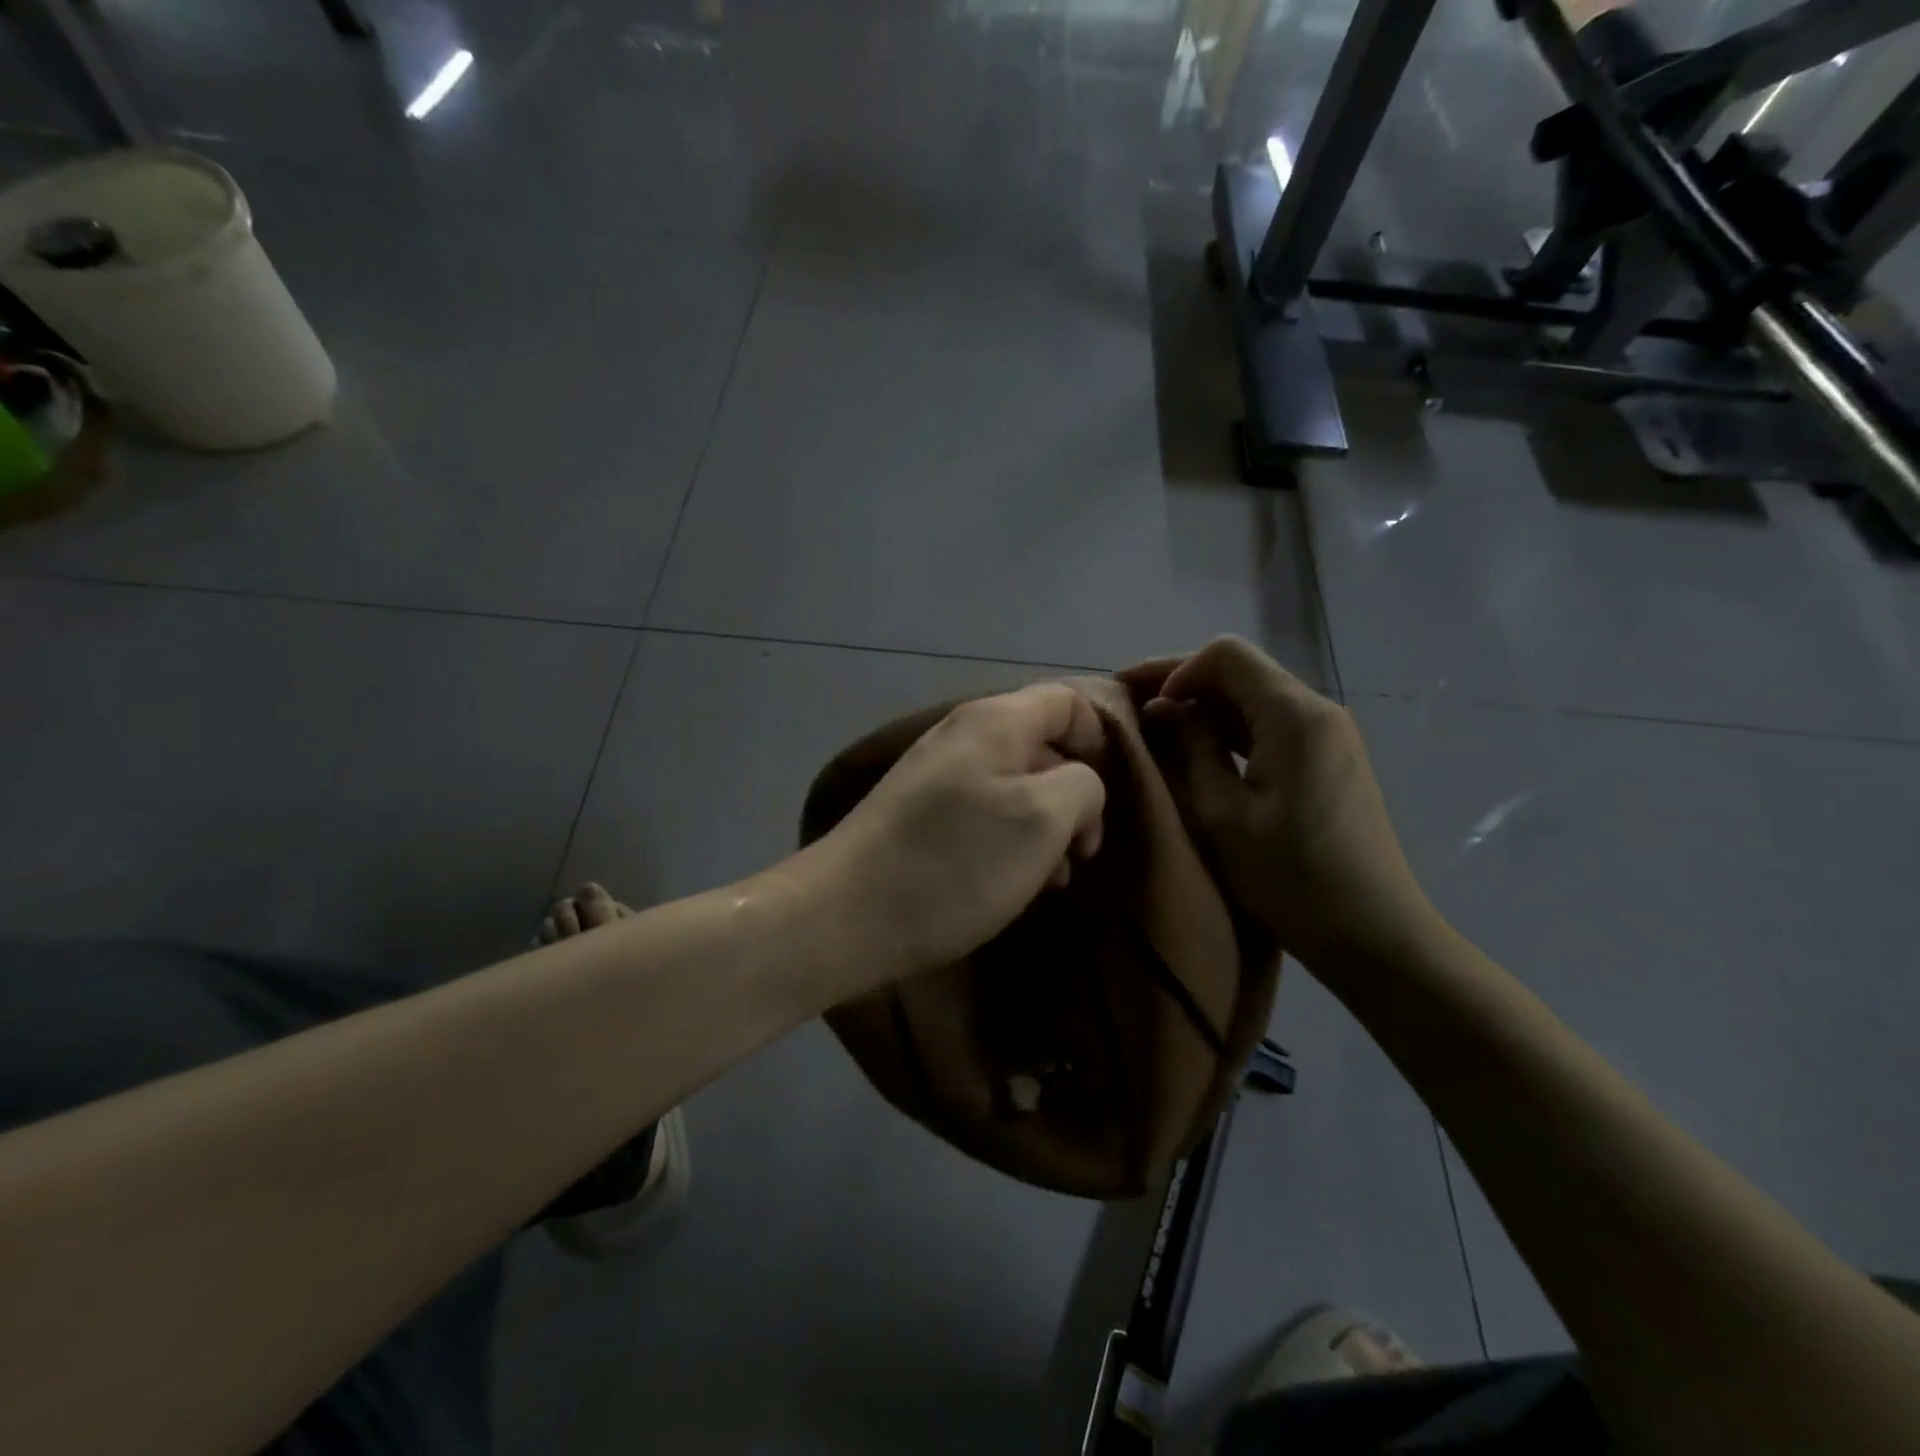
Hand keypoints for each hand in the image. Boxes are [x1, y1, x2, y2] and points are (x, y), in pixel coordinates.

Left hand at [821, 683, 1107, 985]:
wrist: (846, 916)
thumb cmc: (955, 862)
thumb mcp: (1042, 819)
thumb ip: (1082, 785)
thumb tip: (1078, 783)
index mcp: (995, 721)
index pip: (1068, 701)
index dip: (1101, 740)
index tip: (1111, 797)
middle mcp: (963, 736)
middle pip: (1042, 745)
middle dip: (1074, 794)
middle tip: (1082, 852)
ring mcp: (937, 777)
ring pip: (1015, 786)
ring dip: (1045, 827)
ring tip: (1052, 878)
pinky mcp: (920, 816)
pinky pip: (984, 814)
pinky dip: (1010, 842)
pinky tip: (1014, 884)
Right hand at [1123, 637, 1434, 964]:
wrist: (1373, 933)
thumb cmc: (1290, 877)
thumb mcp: (1223, 814)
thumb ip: (1191, 748)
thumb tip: (1163, 708)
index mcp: (1293, 714)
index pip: (1226, 654)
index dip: (1175, 670)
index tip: (1144, 707)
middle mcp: (1317, 709)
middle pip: (1242, 670)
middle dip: (1185, 683)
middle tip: (1135, 708)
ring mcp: (1329, 734)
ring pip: (1255, 697)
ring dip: (1207, 707)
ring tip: (1160, 731)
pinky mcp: (1331, 758)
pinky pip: (1273, 724)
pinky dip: (1233, 730)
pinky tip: (1203, 752)